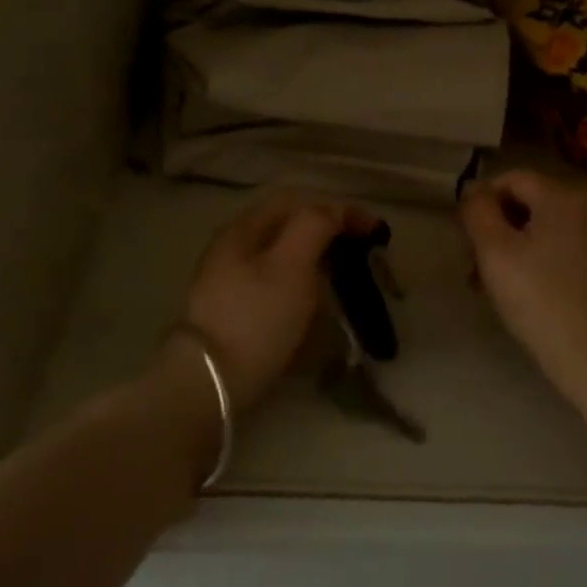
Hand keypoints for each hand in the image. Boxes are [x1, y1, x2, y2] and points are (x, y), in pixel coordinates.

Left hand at [181, 189, 379, 413]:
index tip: (376, 230)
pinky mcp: (237, 315)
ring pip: (284, 260)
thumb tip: (334, 212)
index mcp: (244, 229)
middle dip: (329, 236)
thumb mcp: (290, 265)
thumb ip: (314, 227)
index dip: (339, 209)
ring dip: (318, 264)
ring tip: (347, 281)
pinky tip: (319, 310)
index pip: (297, 201)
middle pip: (288, 229)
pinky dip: (305, 291)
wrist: (210, 385)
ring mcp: (232, 284)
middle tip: (363, 254)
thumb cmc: (255, 318)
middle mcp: (234, 249)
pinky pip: (278, 290)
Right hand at [460, 169, 586, 413]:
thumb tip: (474, 190)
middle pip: (528, 204)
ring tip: (491, 285)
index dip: (482, 202)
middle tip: (474, 266)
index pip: (512, 179)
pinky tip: (523, 291)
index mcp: (564, 197)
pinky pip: (562, 248)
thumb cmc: (538, 298)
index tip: (465, 237)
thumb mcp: (495, 251)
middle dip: (496, 230)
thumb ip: (478, 211)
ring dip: (512, 249)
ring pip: (543, 229)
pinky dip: (538, 260)